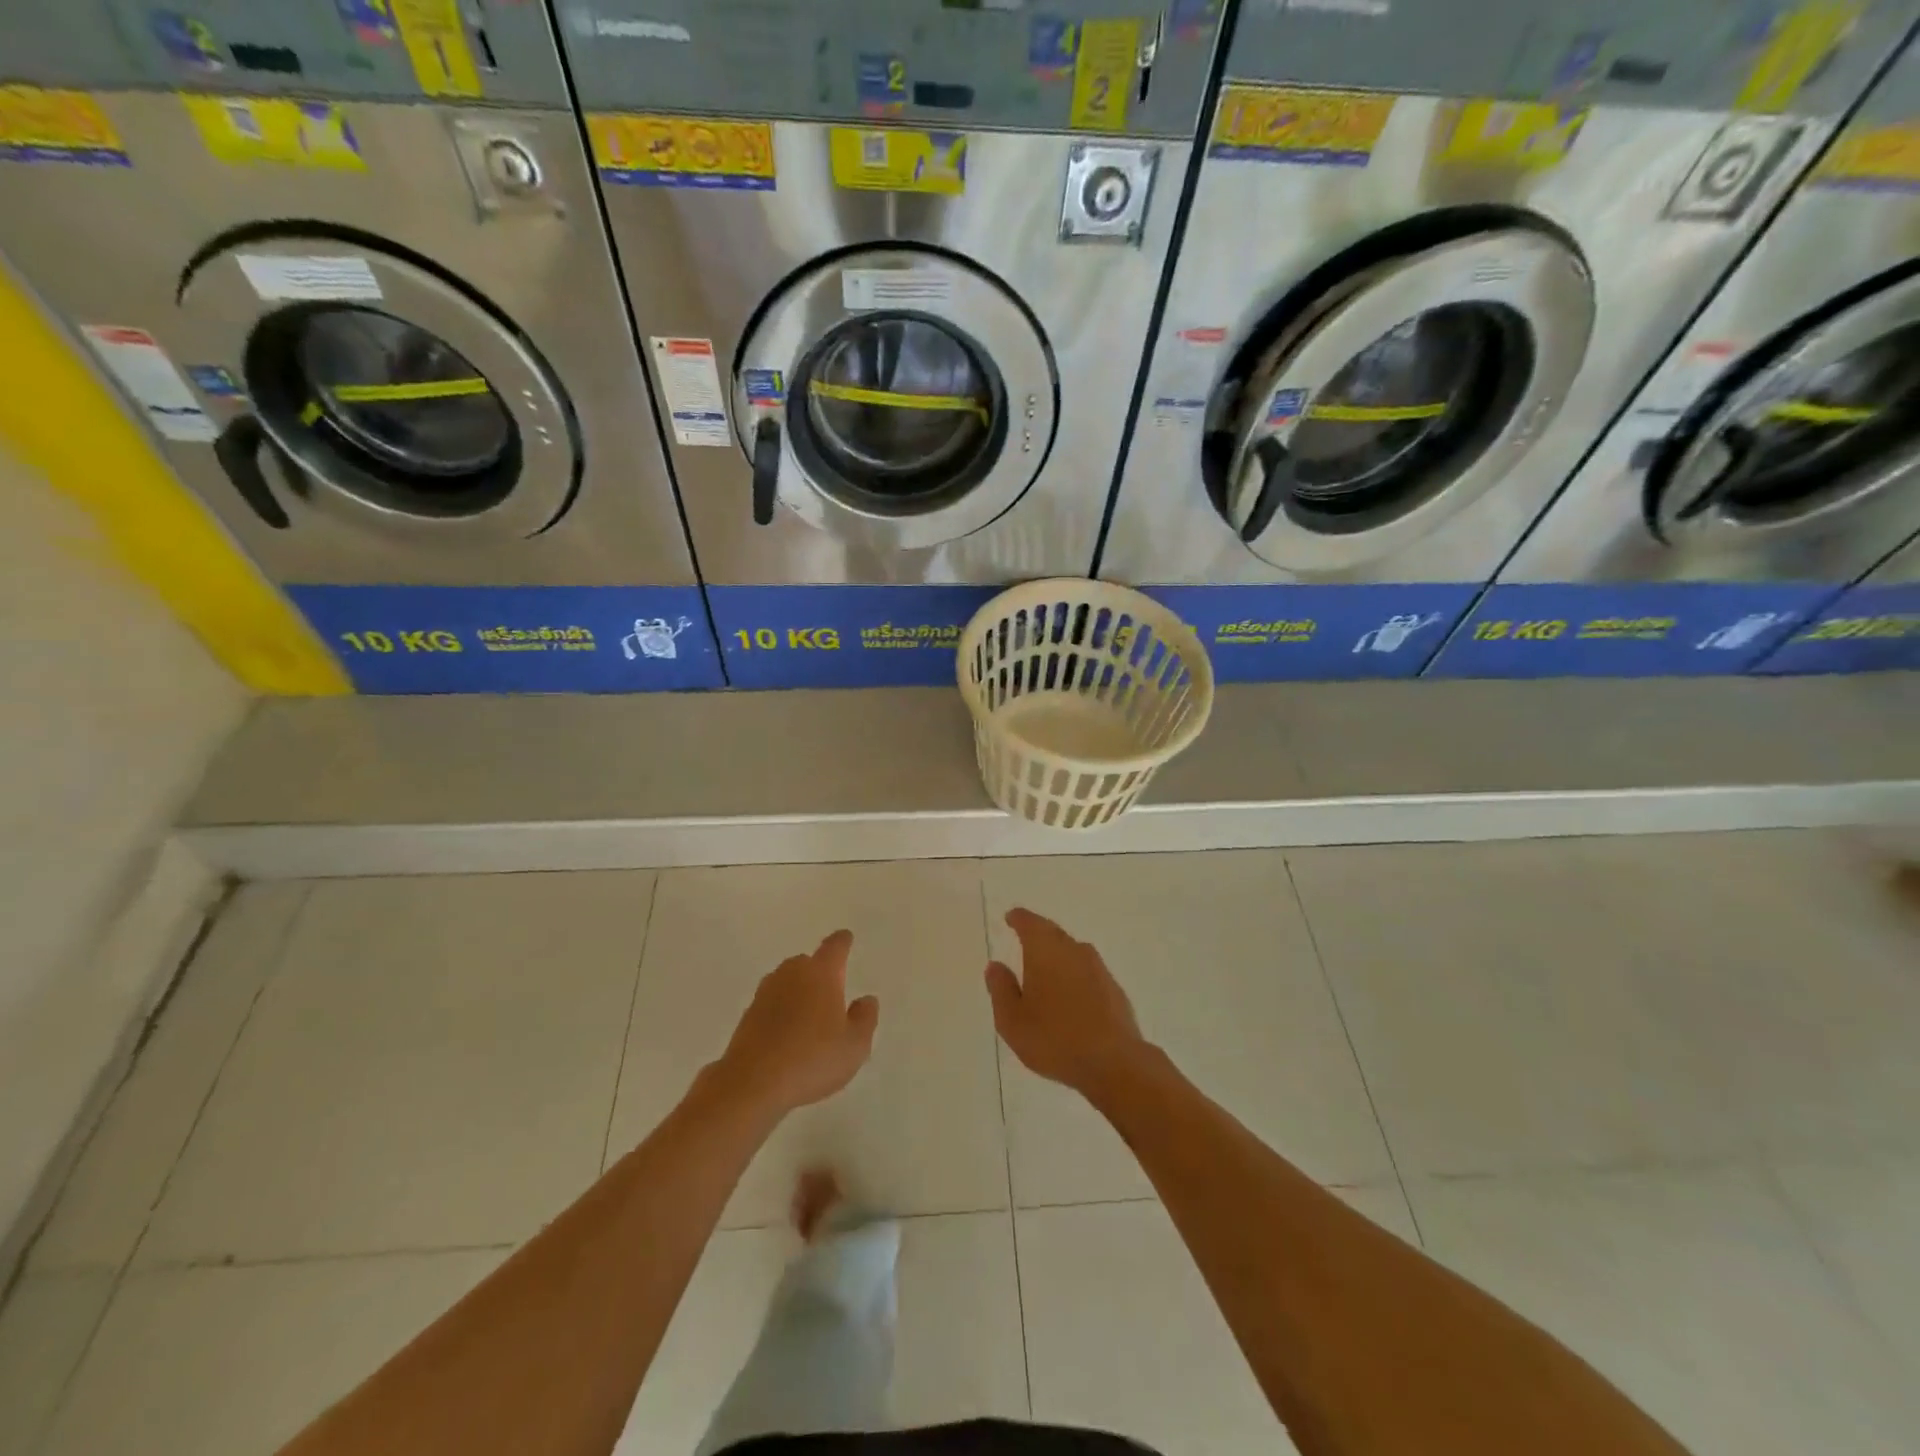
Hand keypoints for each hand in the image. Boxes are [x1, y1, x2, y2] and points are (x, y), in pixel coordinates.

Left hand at [709, 930, 879, 1120]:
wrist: (752, 1084)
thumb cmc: (812, 1059)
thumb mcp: (854, 1045)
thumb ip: (865, 1019)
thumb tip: (865, 1000)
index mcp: (821, 973)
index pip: (834, 947)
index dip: (842, 942)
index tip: (846, 938)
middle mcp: (791, 974)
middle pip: (807, 963)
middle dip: (819, 972)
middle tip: (832, 992)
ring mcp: (765, 994)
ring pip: (787, 983)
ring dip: (798, 992)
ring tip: (810, 1017)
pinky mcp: (747, 1016)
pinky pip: (772, 1005)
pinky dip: (781, 1013)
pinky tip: (788, 1036)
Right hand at [986, 908, 1148, 1098]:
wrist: (1113, 1062)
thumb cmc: (1054, 1039)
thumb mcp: (1012, 1020)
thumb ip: (1001, 989)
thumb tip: (995, 966)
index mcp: (1045, 951)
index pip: (1030, 923)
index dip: (1019, 918)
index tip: (1011, 917)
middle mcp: (1073, 951)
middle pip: (1053, 933)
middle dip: (1039, 933)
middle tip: (1026, 937)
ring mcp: (1098, 969)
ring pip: (1073, 951)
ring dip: (1059, 954)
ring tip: (1046, 966)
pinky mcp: (1114, 989)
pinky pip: (1088, 972)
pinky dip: (1075, 975)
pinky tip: (1071, 993)